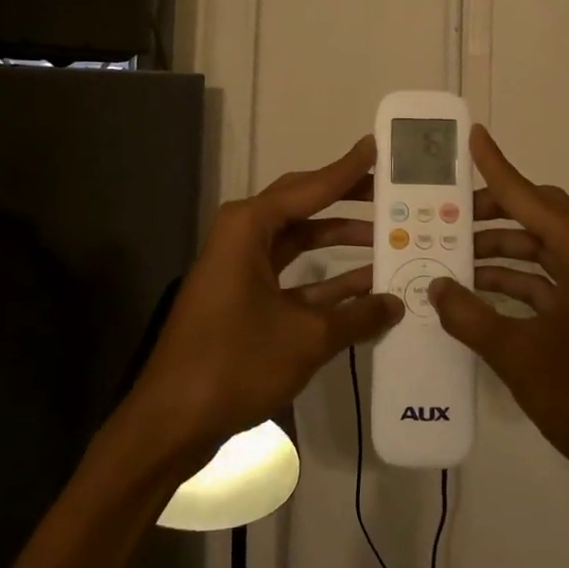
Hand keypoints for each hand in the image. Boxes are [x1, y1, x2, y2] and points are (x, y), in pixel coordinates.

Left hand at [126, 135, 401, 471]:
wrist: (172, 419)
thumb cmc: (236, 362)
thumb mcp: (306, 337)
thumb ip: (357, 316)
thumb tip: (396, 303)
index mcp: (249, 226)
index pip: (311, 187)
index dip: (349, 170)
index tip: (379, 148)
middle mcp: (243, 235)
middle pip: (304, 206)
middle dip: (348, 200)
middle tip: (392, 192)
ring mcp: (242, 267)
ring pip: (301, 241)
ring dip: (342, 242)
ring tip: (391, 237)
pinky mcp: (245, 297)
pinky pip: (294, 275)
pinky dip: (327, 280)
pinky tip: (368, 286)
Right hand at [432, 127, 568, 505]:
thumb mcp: (519, 355)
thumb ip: (471, 316)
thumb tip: (435, 286)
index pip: (531, 199)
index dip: (498, 168)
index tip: (473, 138)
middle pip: (538, 218)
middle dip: (492, 213)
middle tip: (446, 213)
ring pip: (540, 251)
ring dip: (499, 251)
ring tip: (450, 255)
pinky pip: (547, 282)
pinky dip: (514, 282)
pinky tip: (477, 293)